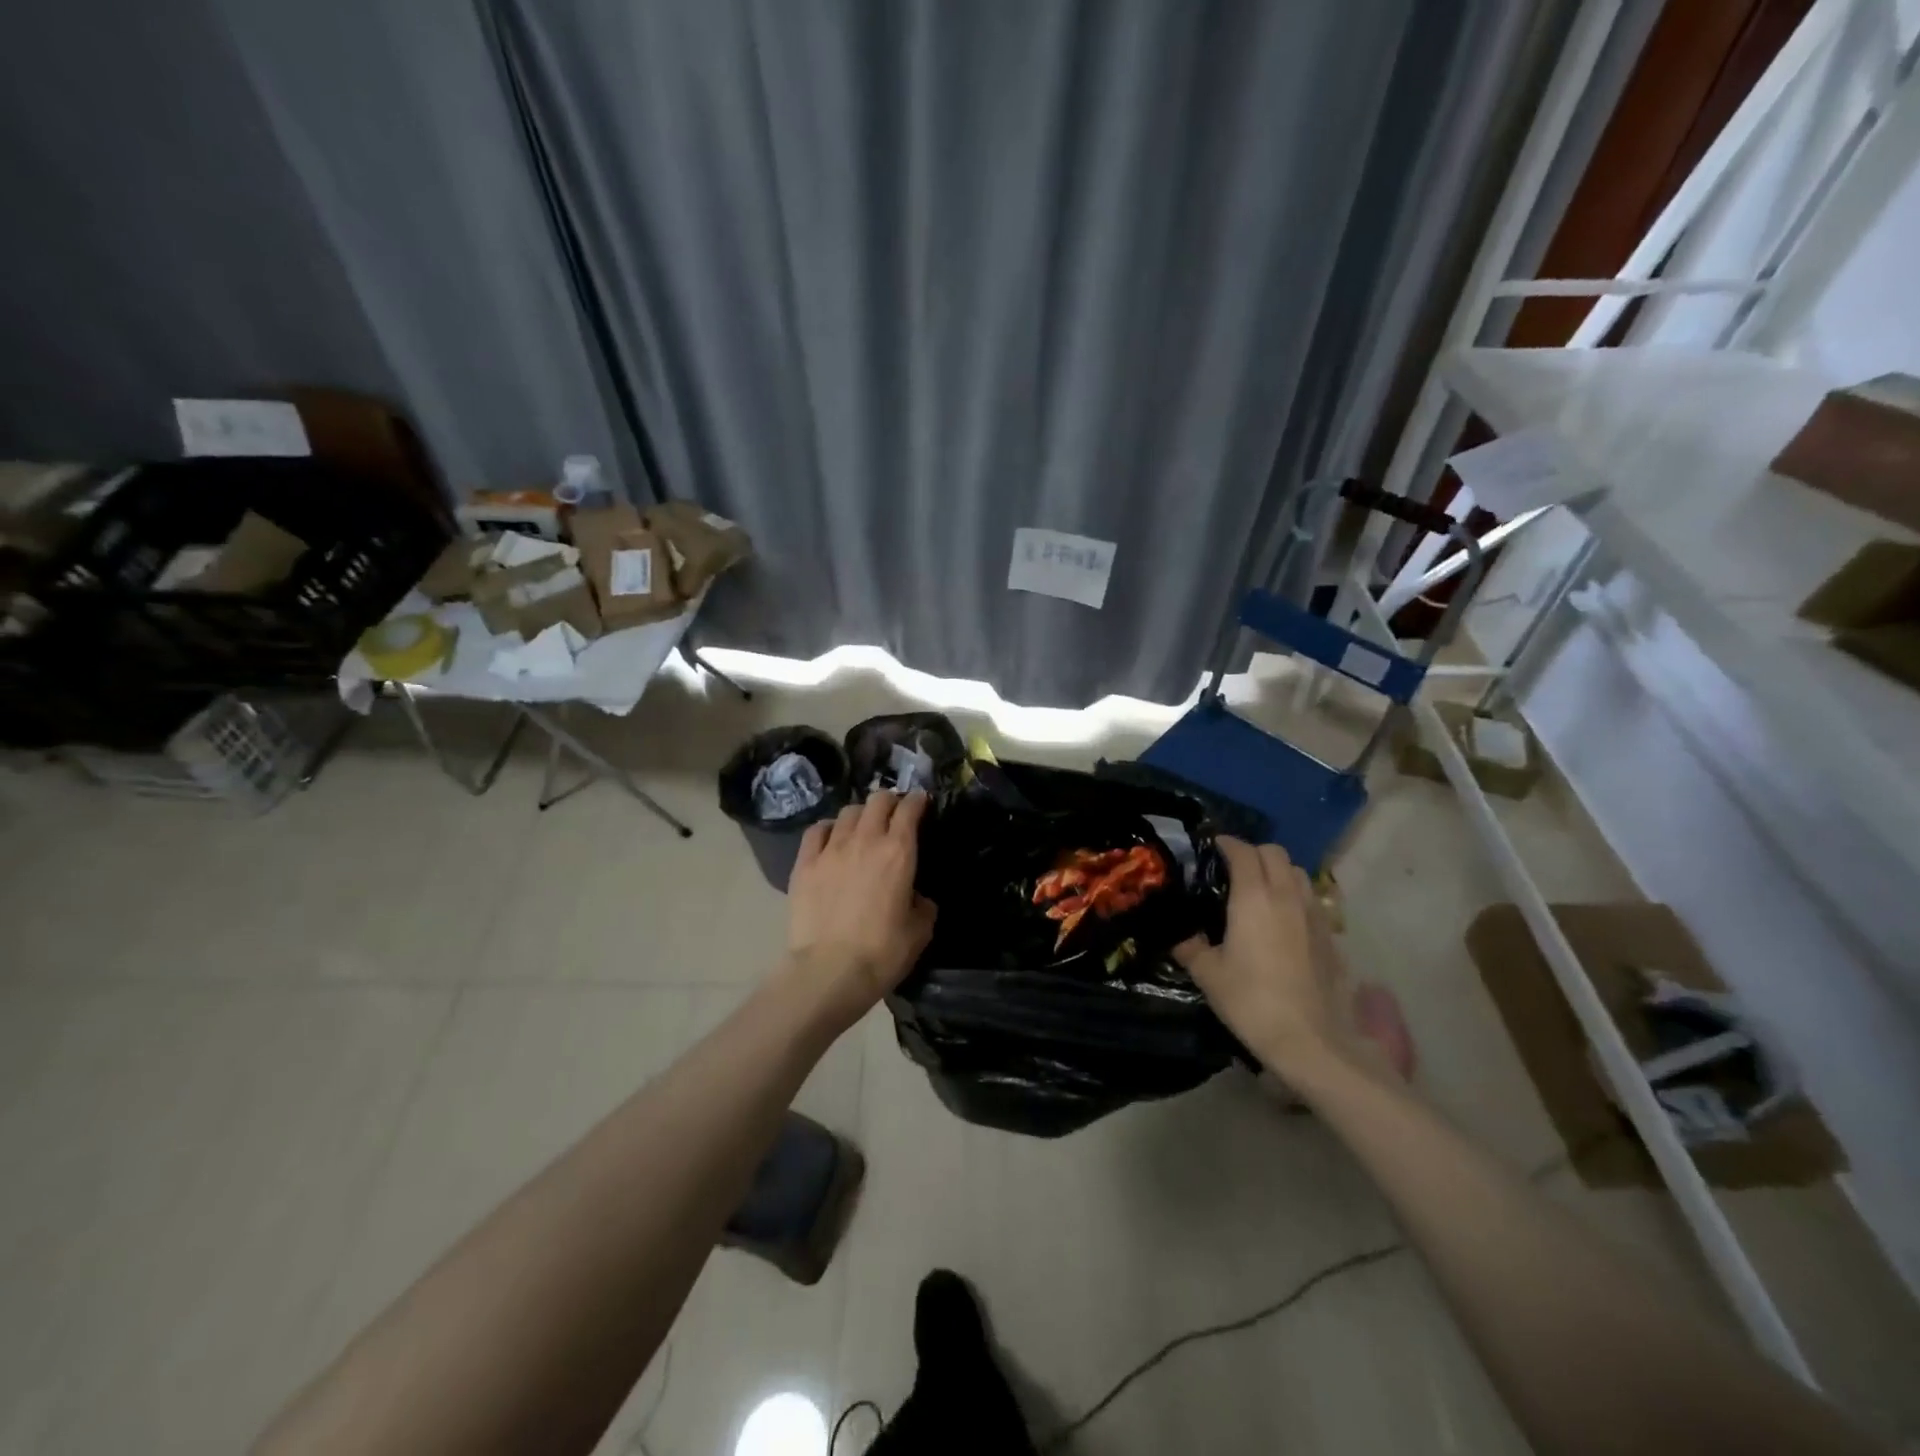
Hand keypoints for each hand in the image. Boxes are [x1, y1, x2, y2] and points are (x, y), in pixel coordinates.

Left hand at [785, 790, 937, 1026]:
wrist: (829, 971)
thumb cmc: (882, 952)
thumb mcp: (920, 930)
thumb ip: (923, 904)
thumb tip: (916, 897)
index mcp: (899, 852)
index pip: (909, 809)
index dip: (918, 801)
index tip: (922, 802)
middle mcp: (865, 840)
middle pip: (878, 800)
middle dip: (890, 801)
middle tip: (895, 812)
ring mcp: (831, 849)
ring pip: (848, 812)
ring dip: (861, 814)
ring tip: (863, 827)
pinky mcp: (805, 864)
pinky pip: (817, 830)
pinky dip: (829, 828)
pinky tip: (832, 838)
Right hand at [1173, 837, 1351, 1078]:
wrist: (1312, 1040)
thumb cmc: (1252, 1001)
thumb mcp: (1209, 975)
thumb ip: (1191, 948)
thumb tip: (1179, 937)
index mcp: (1253, 897)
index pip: (1243, 852)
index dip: (1226, 844)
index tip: (1212, 847)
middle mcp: (1286, 896)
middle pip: (1275, 853)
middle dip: (1253, 852)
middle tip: (1234, 868)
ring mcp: (1314, 914)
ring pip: (1298, 873)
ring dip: (1278, 871)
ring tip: (1261, 889)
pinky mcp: (1331, 935)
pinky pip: (1312, 900)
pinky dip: (1296, 896)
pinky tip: (1284, 921)